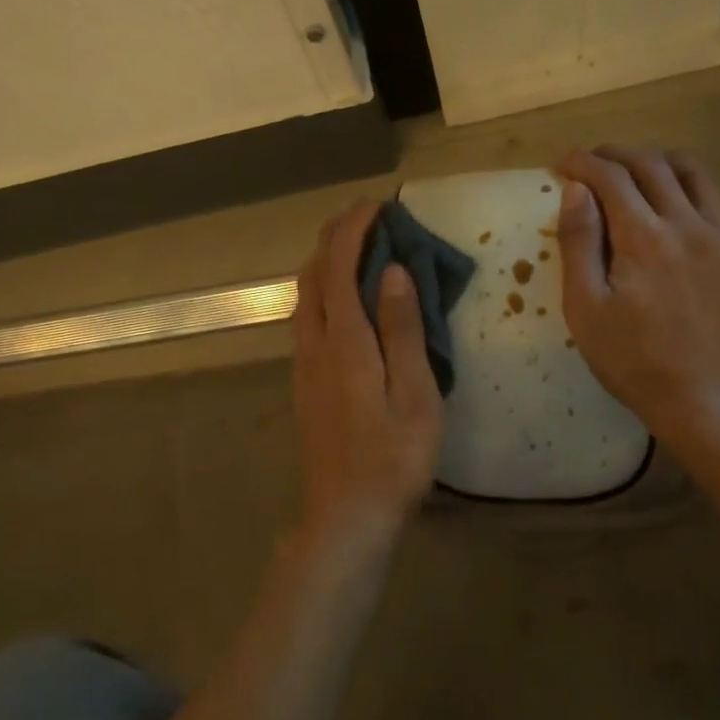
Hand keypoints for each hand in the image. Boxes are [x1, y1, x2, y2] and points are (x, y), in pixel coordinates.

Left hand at [290, 201, 442, 547]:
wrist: (346, 514)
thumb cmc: (393, 459)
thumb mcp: (415, 395)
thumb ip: (402, 330)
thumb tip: (394, 271)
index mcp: (345, 343)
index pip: (340, 267)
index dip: (354, 229)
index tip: (378, 205)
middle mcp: (315, 345)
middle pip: (313, 275)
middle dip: (334, 237)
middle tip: (367, 218)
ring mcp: (304, 366)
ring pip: (305, 297)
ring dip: (326, 263)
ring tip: (357, 249)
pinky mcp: (305, 384)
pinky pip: (307, 319)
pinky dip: (323, 291)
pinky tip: (344, 300)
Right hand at [554, 145, 719, 442]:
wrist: (708, 398)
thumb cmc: (633, 361)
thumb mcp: (587, 310)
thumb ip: (579, 245)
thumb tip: (575, 191)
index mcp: (644, 237)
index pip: (610, 177)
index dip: (582, 163)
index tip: (560, 164)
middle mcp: (687, 223)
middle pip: (652, 165)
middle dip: (615, 155)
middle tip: (590, 163)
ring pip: (692, 172)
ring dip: (657, 161)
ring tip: (633, 171)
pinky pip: (715, 200)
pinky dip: (687, 187)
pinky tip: (672, 207)